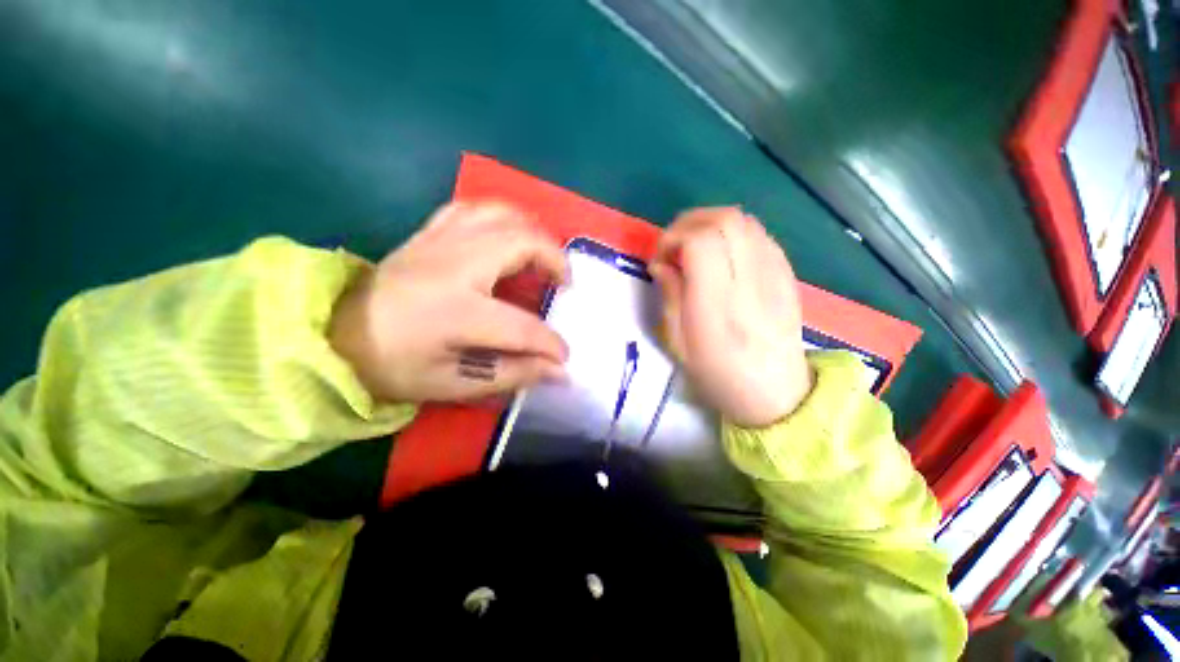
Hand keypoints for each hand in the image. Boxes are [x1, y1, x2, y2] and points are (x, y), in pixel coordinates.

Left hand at [330, 202, 569, 402]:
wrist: (332, 336)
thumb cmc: (392, 367)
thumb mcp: (454, 384)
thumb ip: (512, 373)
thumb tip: (559, 371)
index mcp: (456, 311)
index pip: (523, 326)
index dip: (551, 344)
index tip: (563, 357)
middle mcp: (453, 265)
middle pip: (522, 244)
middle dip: (556, 262)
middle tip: (564, 285)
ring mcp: (439, 242)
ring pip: (501, 215)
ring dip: (533, 233)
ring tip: (542, 259)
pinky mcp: (428, 234)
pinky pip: (473, 209)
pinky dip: (501, 219)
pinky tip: (507, 239)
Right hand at [650, 207, 812, 427]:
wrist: (776, 393)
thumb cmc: (719, 375)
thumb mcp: (679, 344)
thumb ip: (670, 296)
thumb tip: (660, 263)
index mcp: (719, 303)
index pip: (701, 241)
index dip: (673, 238)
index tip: (661, 258)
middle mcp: (750, 280)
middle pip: (724, 219)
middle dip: (689, 223)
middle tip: (674, 246)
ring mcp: (774, 273)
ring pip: (743, 219)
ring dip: (710, 224)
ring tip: (695, 248)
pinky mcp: (786, 272)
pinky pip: (758, 233)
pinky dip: (732, 232)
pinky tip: (721, 254)